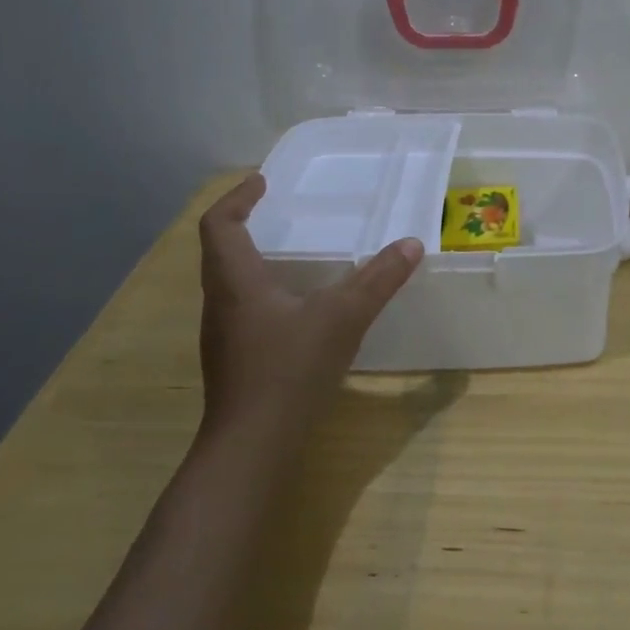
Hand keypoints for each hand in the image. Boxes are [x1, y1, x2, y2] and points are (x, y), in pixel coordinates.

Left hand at [196, 173, 422, 438]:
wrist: (252, 446)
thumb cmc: (289, 370)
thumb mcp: (343, 317)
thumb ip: (378, 279)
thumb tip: (411, 244)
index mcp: (235, 281)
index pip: (218, 225)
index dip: (236, 198)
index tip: (261, 182)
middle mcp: (221, 303)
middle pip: (218, 252)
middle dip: (243, 224)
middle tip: (275, 211)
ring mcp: (223, 335)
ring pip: (228, 282)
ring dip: (251, 259)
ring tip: (290, 254)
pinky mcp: (235, 360)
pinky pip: (242, 309)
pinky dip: (262, 291)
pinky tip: (296, 307)